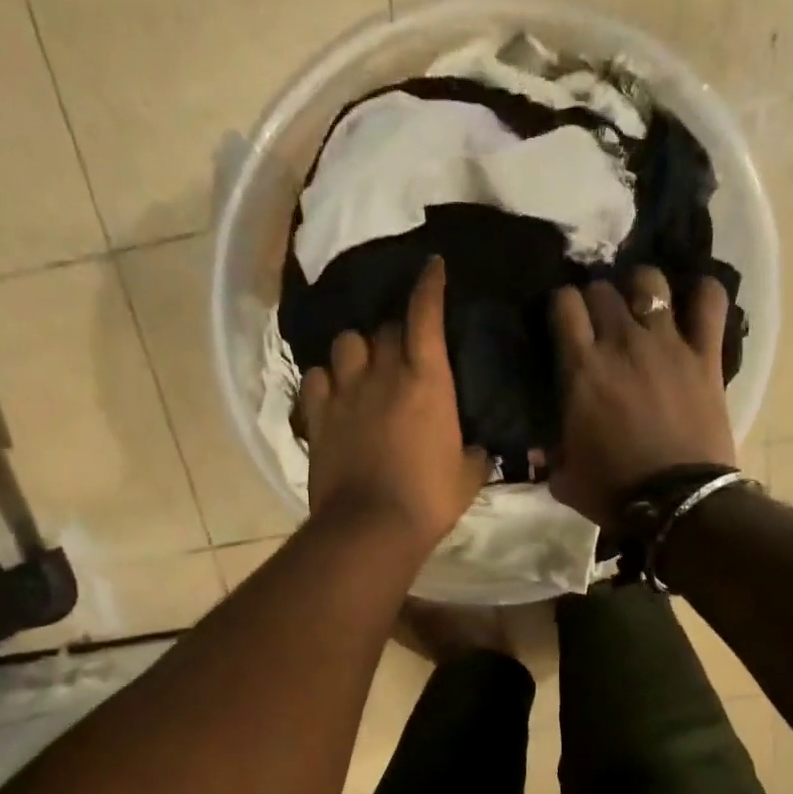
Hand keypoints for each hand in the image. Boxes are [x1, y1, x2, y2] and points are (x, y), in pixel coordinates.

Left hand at [299, 257, 488, 552]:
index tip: (432, 267)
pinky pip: (316, 377)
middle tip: (403, 349)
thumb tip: (476, 449)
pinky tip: (333, 391)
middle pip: (385, 328)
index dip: (429, 286)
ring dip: (358, 349)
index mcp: (427, 381)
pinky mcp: (317, 416)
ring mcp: (345, 392)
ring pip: (346, 343)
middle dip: (396, 332)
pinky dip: (326, 379)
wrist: (371, 526)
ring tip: (362, 366)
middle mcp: (383, 374)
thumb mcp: (467, 478)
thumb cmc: (428, 500)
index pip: (425, 315)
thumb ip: (474, 454)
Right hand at [548, 268, 735, 528]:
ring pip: (650, 283)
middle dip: (595, 299)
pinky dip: (702, 294)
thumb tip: (539, 449)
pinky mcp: (706, 355)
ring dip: (640, 289)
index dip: (560, 306)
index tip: (561, 321)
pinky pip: (710, 301)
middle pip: (603, 290)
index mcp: (582, 370)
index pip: (564, 305)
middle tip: (598, 321)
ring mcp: (668, 344)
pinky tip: (693, 301)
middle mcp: (622, 343)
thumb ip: (550, 454)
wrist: (676, 503)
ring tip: (640, 307)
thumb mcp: (564, 478)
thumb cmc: (613, 492)